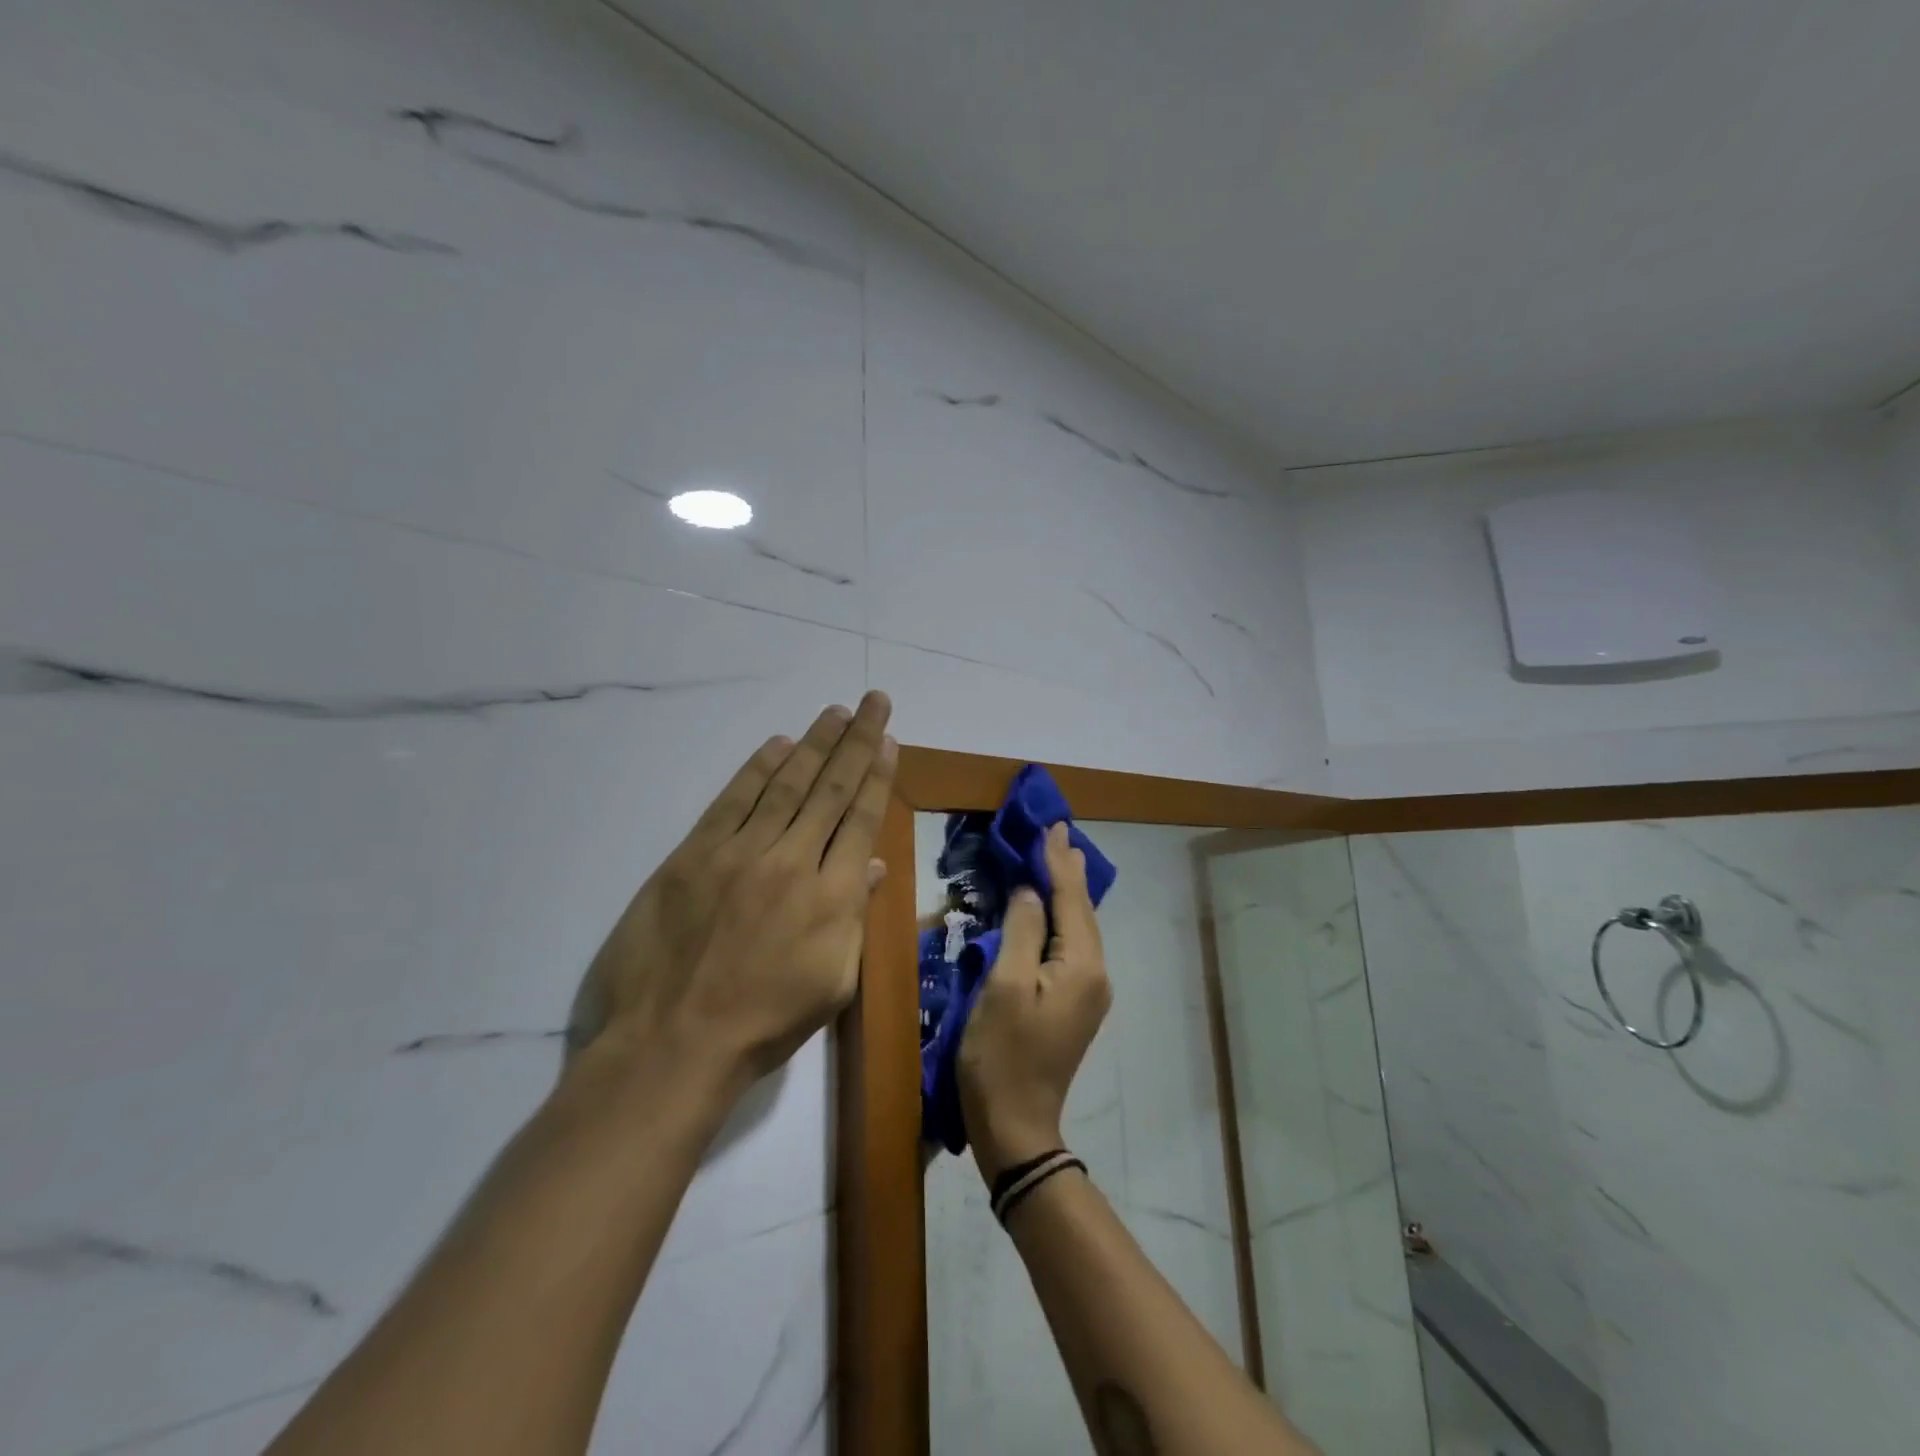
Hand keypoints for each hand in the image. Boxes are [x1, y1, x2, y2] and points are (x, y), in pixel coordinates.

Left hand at [566, 691, 896, 1092]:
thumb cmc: (765, 1024)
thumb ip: (853, 917)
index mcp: (832, 897)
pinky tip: (778, 745)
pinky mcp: (694, 855)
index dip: (877, 774)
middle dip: (855, 740)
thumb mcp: (832, 983)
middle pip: (831, 789)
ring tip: (835, 712)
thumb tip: (871, 867)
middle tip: (873, 701)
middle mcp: (793, 861)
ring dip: (814, 743)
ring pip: (786, 784)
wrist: (674, 1043)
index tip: (888, 739)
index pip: (861, 819)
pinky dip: (757, 769)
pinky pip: (733, 800)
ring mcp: (740, 853)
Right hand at [956, 823, 1110, 1181]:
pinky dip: (1063, 917)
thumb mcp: (1005, 985)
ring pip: (1080, 928)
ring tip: (1060, 858)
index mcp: (1082, 965)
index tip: (1051, 825)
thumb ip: (1022, 931)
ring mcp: (1088, 992)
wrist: (1015, 1125)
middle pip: (1082, 911)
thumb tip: (1030, 892)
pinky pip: (1073, 945)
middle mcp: (1095, 974)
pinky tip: (1055, 907)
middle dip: (1068, 871)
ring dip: (1068, 892)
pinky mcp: (1075, 1004)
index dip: (1057, 861)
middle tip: (1059, 832)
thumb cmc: (1002, 1054)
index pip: (1070, 899)